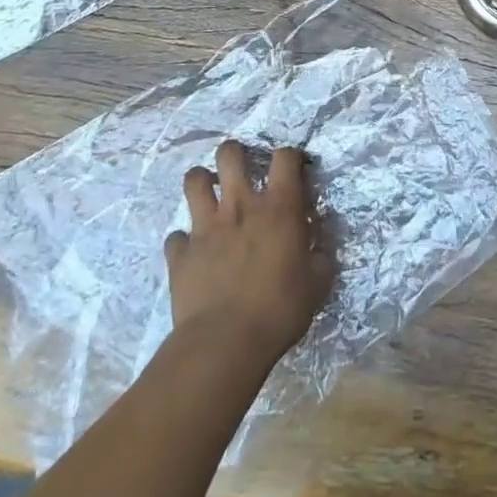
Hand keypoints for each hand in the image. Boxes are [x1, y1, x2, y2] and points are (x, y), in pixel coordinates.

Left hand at [166, 141, 334, 368]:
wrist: (224, 343)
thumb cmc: (279, 310)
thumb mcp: (318, 283)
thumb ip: (320, 255)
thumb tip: (320, 244)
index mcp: (278, 207)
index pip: (285, 157)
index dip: (290, 155)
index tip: (294, 167)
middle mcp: (240, 205)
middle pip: (229, 154)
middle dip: (234, 154)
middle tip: (241, 170)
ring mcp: (205, 226)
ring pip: (194, 180)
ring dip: (201, 182)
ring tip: (209, 195)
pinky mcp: (180, 253)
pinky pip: (176, 236)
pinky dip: (184, 241)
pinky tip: (192, 252)